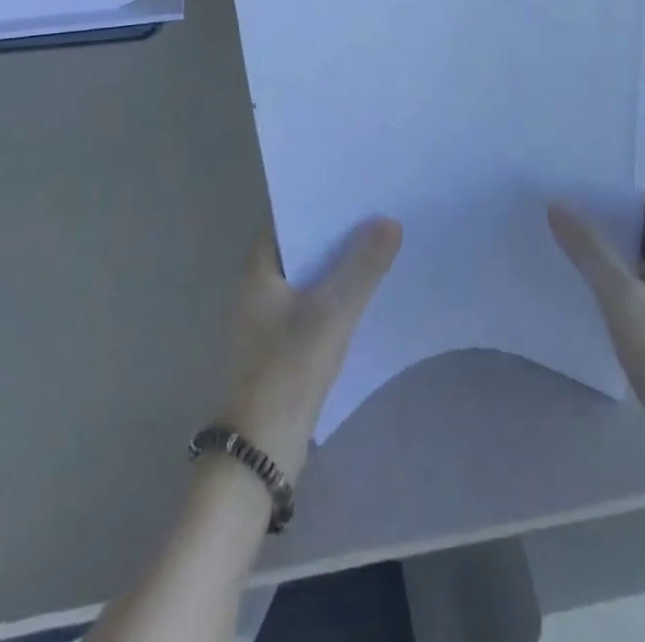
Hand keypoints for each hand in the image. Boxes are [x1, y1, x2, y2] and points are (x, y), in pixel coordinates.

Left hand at [219, 219, 401, 482]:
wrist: (261, 451)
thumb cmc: (290, 369)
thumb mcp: (333, 313)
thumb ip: (363, 267)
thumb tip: (390, 221)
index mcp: (256, 273)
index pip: (284, 222)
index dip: (315, 204)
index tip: (350, 192)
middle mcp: (254, 291)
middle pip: (297, 249)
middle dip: (332, 234)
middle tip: (372, 215)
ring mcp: (264, 322)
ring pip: (304, 279)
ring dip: (333, 266)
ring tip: (374, 248)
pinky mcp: (277, 348)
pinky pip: (307, 306)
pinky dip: (329, 296)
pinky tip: (359, 296)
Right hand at [549, 167, 644, 465]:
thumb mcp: (621, 298)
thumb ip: (590, 250)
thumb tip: (557, 203)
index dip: (633, 167)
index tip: (591, 164)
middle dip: (609, 198)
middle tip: (563, 191)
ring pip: (640, 243)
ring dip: (608, 234)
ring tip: (563, 226)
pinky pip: (637, 274)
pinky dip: (612, 266)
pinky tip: (582, 277)